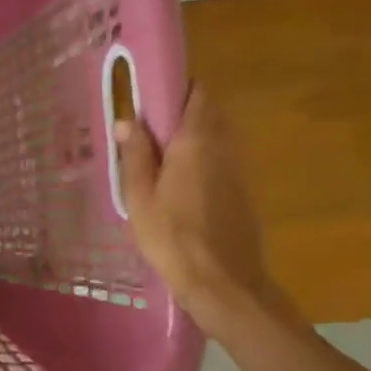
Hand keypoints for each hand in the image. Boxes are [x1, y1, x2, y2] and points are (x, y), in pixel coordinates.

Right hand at [115, 85, 283, 337]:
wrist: (223, 282)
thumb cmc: (172, 237)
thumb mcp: (140, 197)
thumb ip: (136, 156)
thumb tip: (129, 121)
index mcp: (196, 142)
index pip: (196, 94)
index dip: (175, 87)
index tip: (149, 94)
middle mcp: (223, 148)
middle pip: (208, 113)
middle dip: (180, 111)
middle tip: (146, 126)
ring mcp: (237, 170)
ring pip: (216, 137)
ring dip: (191, 135)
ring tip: (156, 154)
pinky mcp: (241, 192)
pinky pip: (219, 159)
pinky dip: (200, 158)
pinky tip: (176, 181)